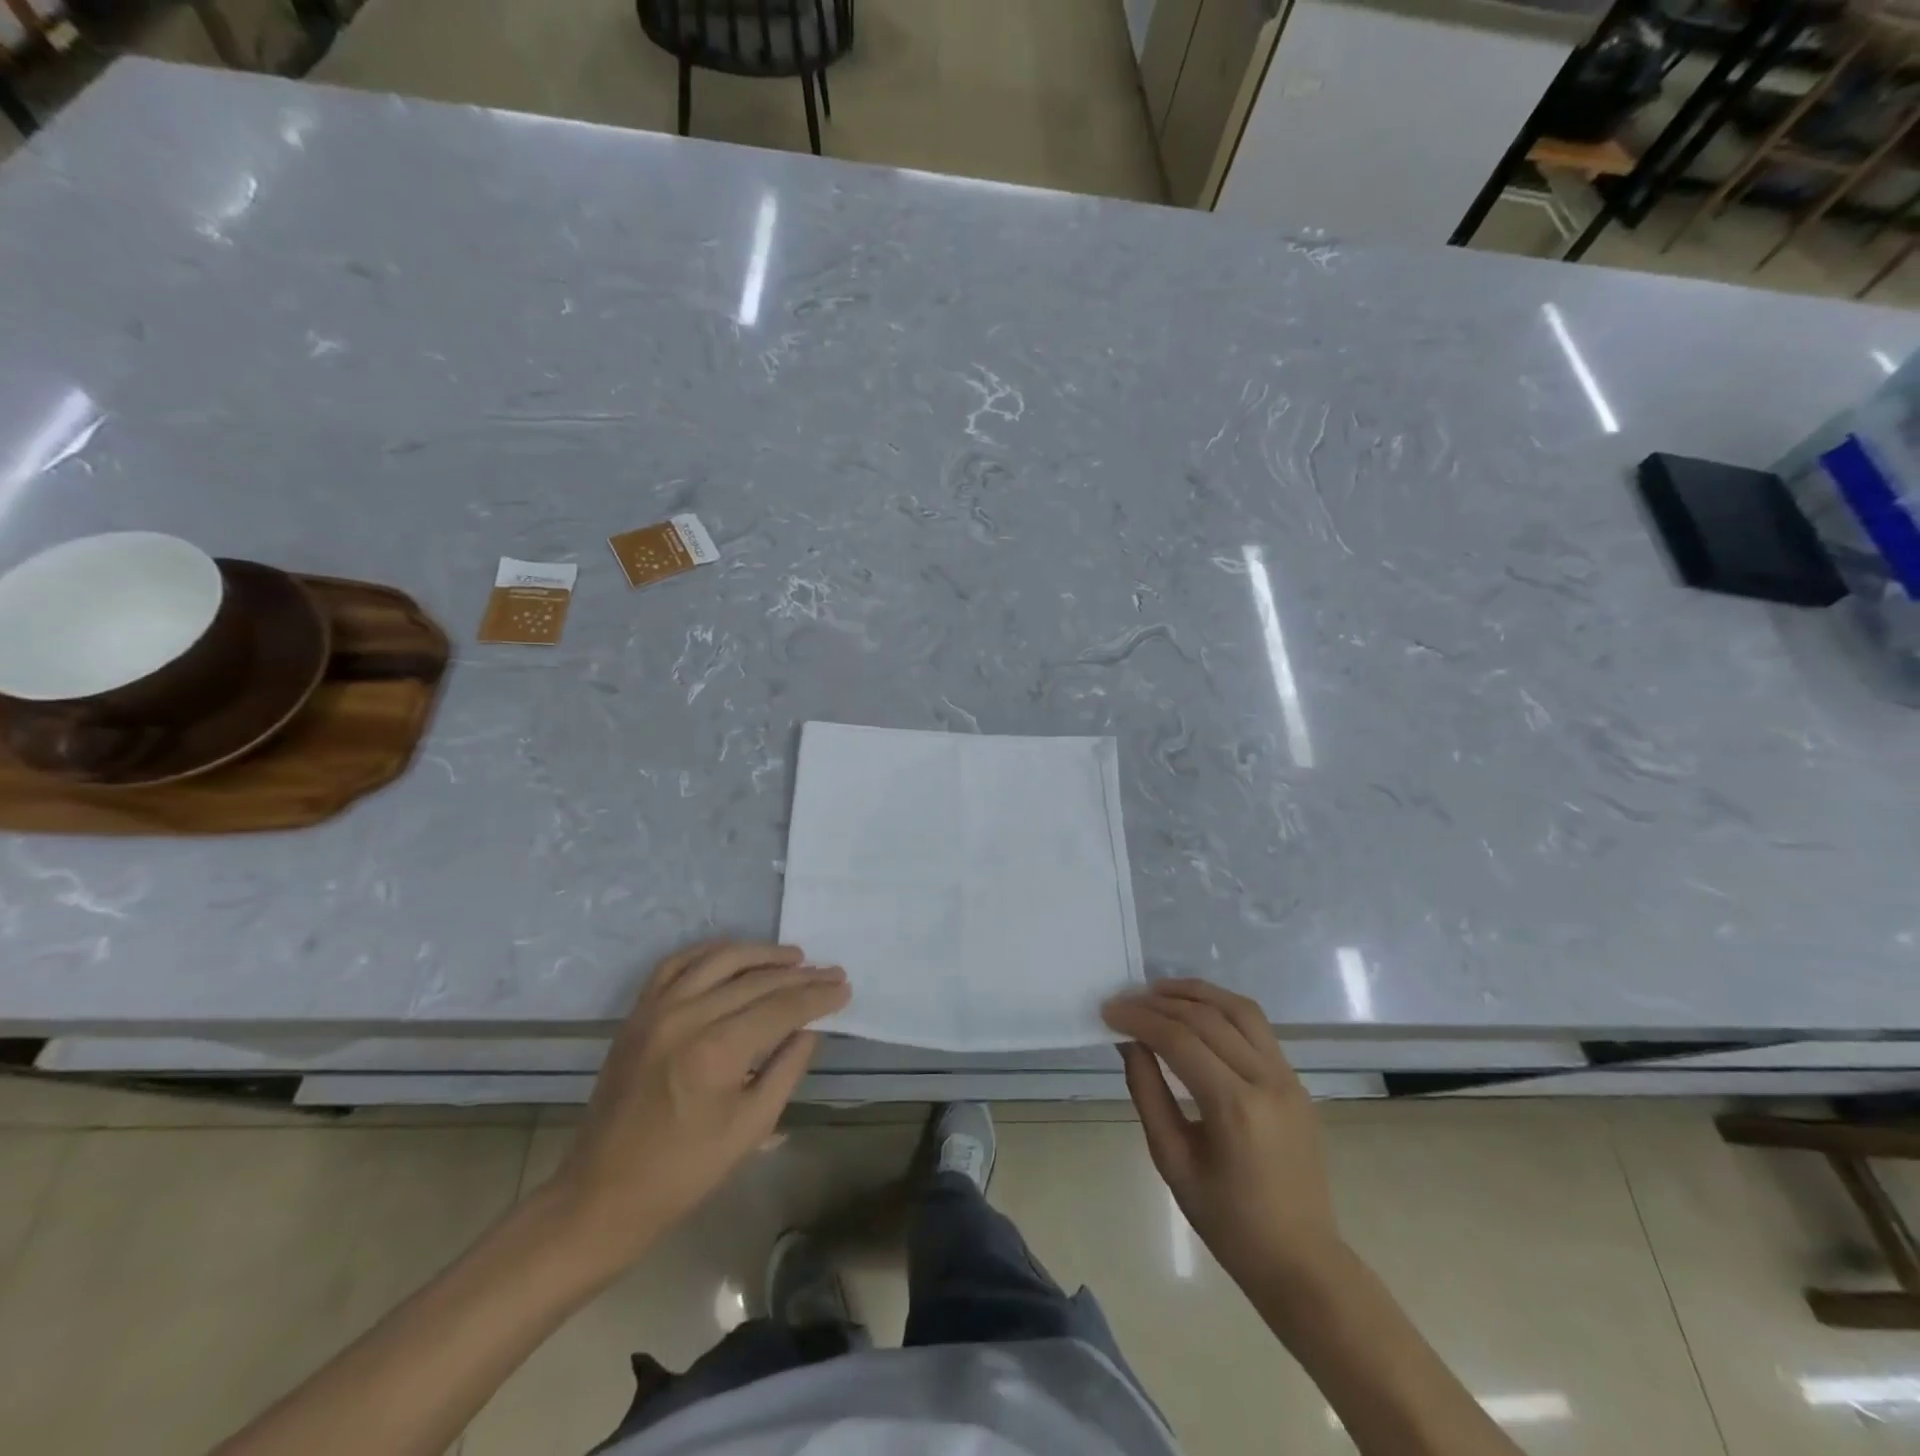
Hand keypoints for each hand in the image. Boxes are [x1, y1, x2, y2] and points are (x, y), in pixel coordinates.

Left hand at [548, 941, 848, 1269]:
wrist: (602, 1194)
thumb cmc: (684, 1172)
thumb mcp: (751, 1128)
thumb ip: (787, 1069)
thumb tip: (809, 1028)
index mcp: (717, 1051)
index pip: (781, 1007)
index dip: (817, 996)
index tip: (844, 988)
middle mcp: (686, 1017)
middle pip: (756, 980)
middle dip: (800, 975)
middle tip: (830, 971)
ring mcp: (657, 1010)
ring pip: (719, 960)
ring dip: (761, 954)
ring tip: (794, 956)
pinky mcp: (638, 1013)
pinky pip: (677, 964)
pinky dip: (711, 952)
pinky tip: (735, 955)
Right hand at [1103, 979, 1339, 1285]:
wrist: (1301, 1261)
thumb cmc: (1229, 1222)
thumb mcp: (1173, 1161)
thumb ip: (1148, 1093)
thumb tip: (1129, 1043)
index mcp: (1235, 1107)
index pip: (1179, 1040)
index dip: (1139, 1019)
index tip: (1108, 1010)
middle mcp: (1267, 1080)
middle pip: (1208, 1017)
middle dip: (1160, 1002)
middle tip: (1125, 999)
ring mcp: (1288, 1077)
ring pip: (1240, 1009)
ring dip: (1196, 993)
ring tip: (1158, 990)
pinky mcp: (1296, 1080)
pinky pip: (1257, 1027)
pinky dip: (1222, 1008)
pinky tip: (1195, 1011)